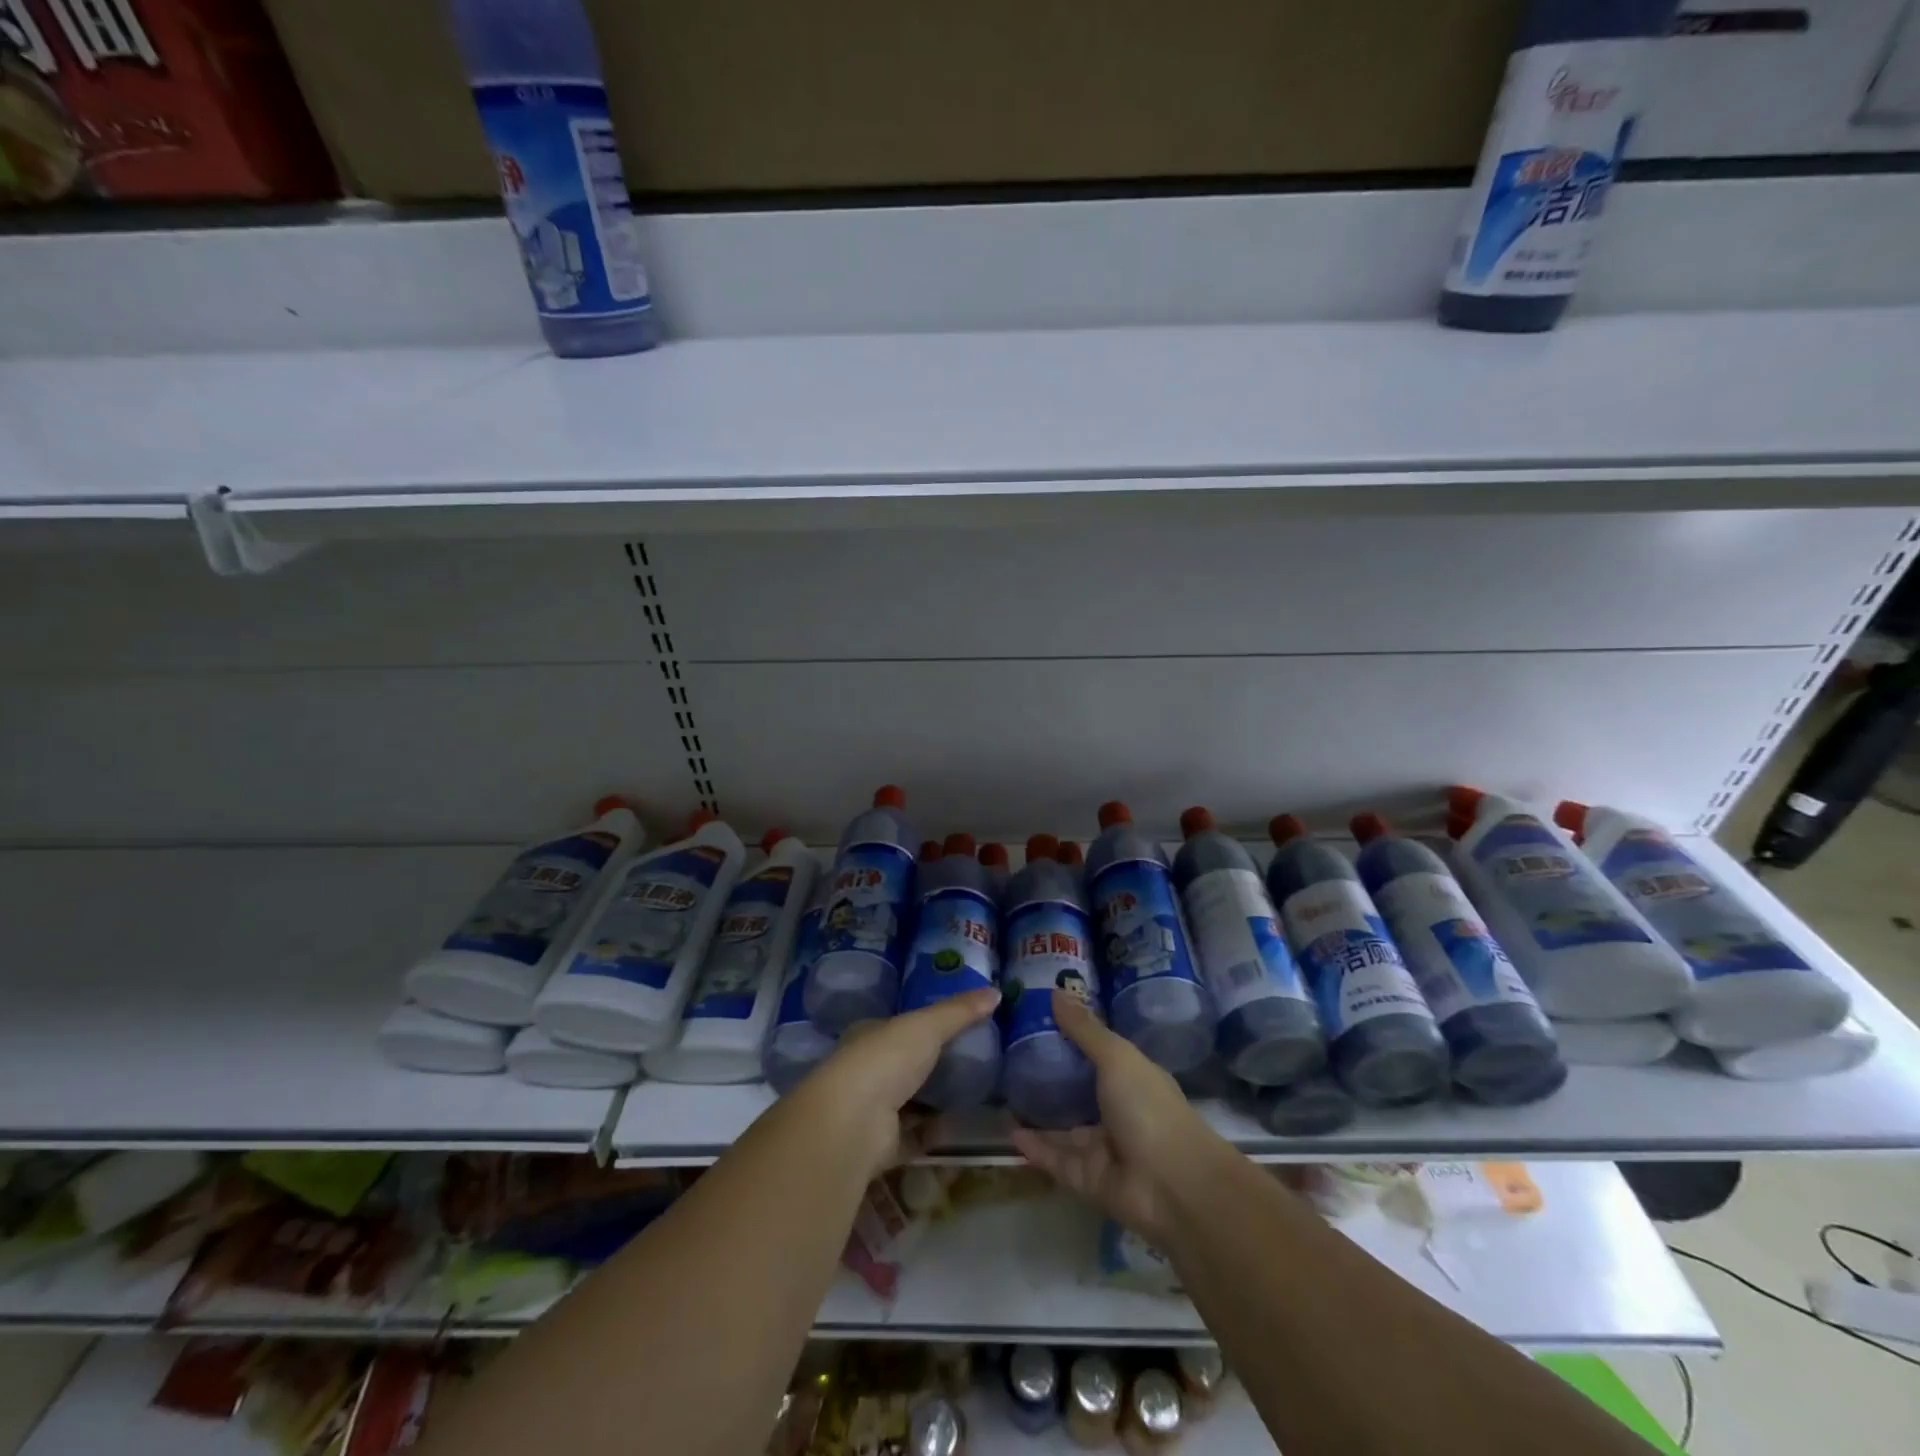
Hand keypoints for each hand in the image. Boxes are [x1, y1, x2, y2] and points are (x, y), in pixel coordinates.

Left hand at [801, 989, 999, 1177]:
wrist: (855, 1123)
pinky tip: (962, 1128)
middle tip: (970, 1063)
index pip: (895, 1027)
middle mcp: (866, 1071)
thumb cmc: (885, 1059)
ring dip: (932, 1102)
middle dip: (929, 1066)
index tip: (952, 1027)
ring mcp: (872, 1110)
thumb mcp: (927, 1026)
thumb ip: (959, 1011)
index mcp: (868, 1036)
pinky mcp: (882, 1146)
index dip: (919, 1026)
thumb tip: (996, 991)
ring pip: (908, 1103)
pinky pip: (915, 1137)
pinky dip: (935, 1134)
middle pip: (903, 1066)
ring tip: (973, 1095)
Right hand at [1009, 990, 1222, 1244]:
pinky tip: (1009, 1132)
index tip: (1038, 1022)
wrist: (1174, 1187)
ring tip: (1003, 1096)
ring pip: (1065, 1129)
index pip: (1100, 1055)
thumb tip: (1055, 990)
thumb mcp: (1116, 1057)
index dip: (1073, 1039)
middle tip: (1011, 1060)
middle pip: (1080, 1093)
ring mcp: (1104, 1148)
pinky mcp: (1088, 1179)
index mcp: (1133, 1079)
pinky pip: (1056, 1159)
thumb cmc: (1148, 1108)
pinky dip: (1035, 1148)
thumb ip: (1084, 1029)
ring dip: (1039, 1116)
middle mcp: (1119, 1112)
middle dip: (1052, 1080)